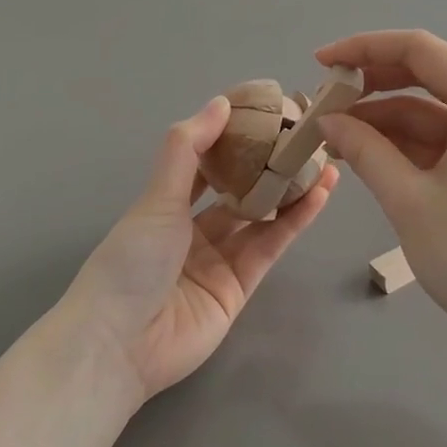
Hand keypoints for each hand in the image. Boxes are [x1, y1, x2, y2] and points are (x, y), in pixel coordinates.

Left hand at [62, 97, 338, 401]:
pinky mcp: (242, 287)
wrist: (121, 344)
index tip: (265, 111)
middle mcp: (195, 230)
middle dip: (269, 164)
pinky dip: (295, 220)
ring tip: (325, 158)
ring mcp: (220, 259)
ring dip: (292, 189)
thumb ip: (188, 148)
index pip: (206, 162)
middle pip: (240, 190)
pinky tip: (319, 193)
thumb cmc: (132, 260)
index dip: (233, 137)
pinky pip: (271, 245)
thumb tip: (221, 102)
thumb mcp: (158, 198)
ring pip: (262, 216)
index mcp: (167, 205)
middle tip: (304, 135)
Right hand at [316, 31, 446, 359]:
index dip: (365, 49)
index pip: (421, 51)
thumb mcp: (409, 198)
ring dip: (386, 120)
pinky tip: (369, 153)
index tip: (321, 62)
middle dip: (373, 86)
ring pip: (436, 112)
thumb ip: (365, 149)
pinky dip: (410, 144)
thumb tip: (328, 120)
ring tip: (335, 135)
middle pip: (430, 77)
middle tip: (324, 102)